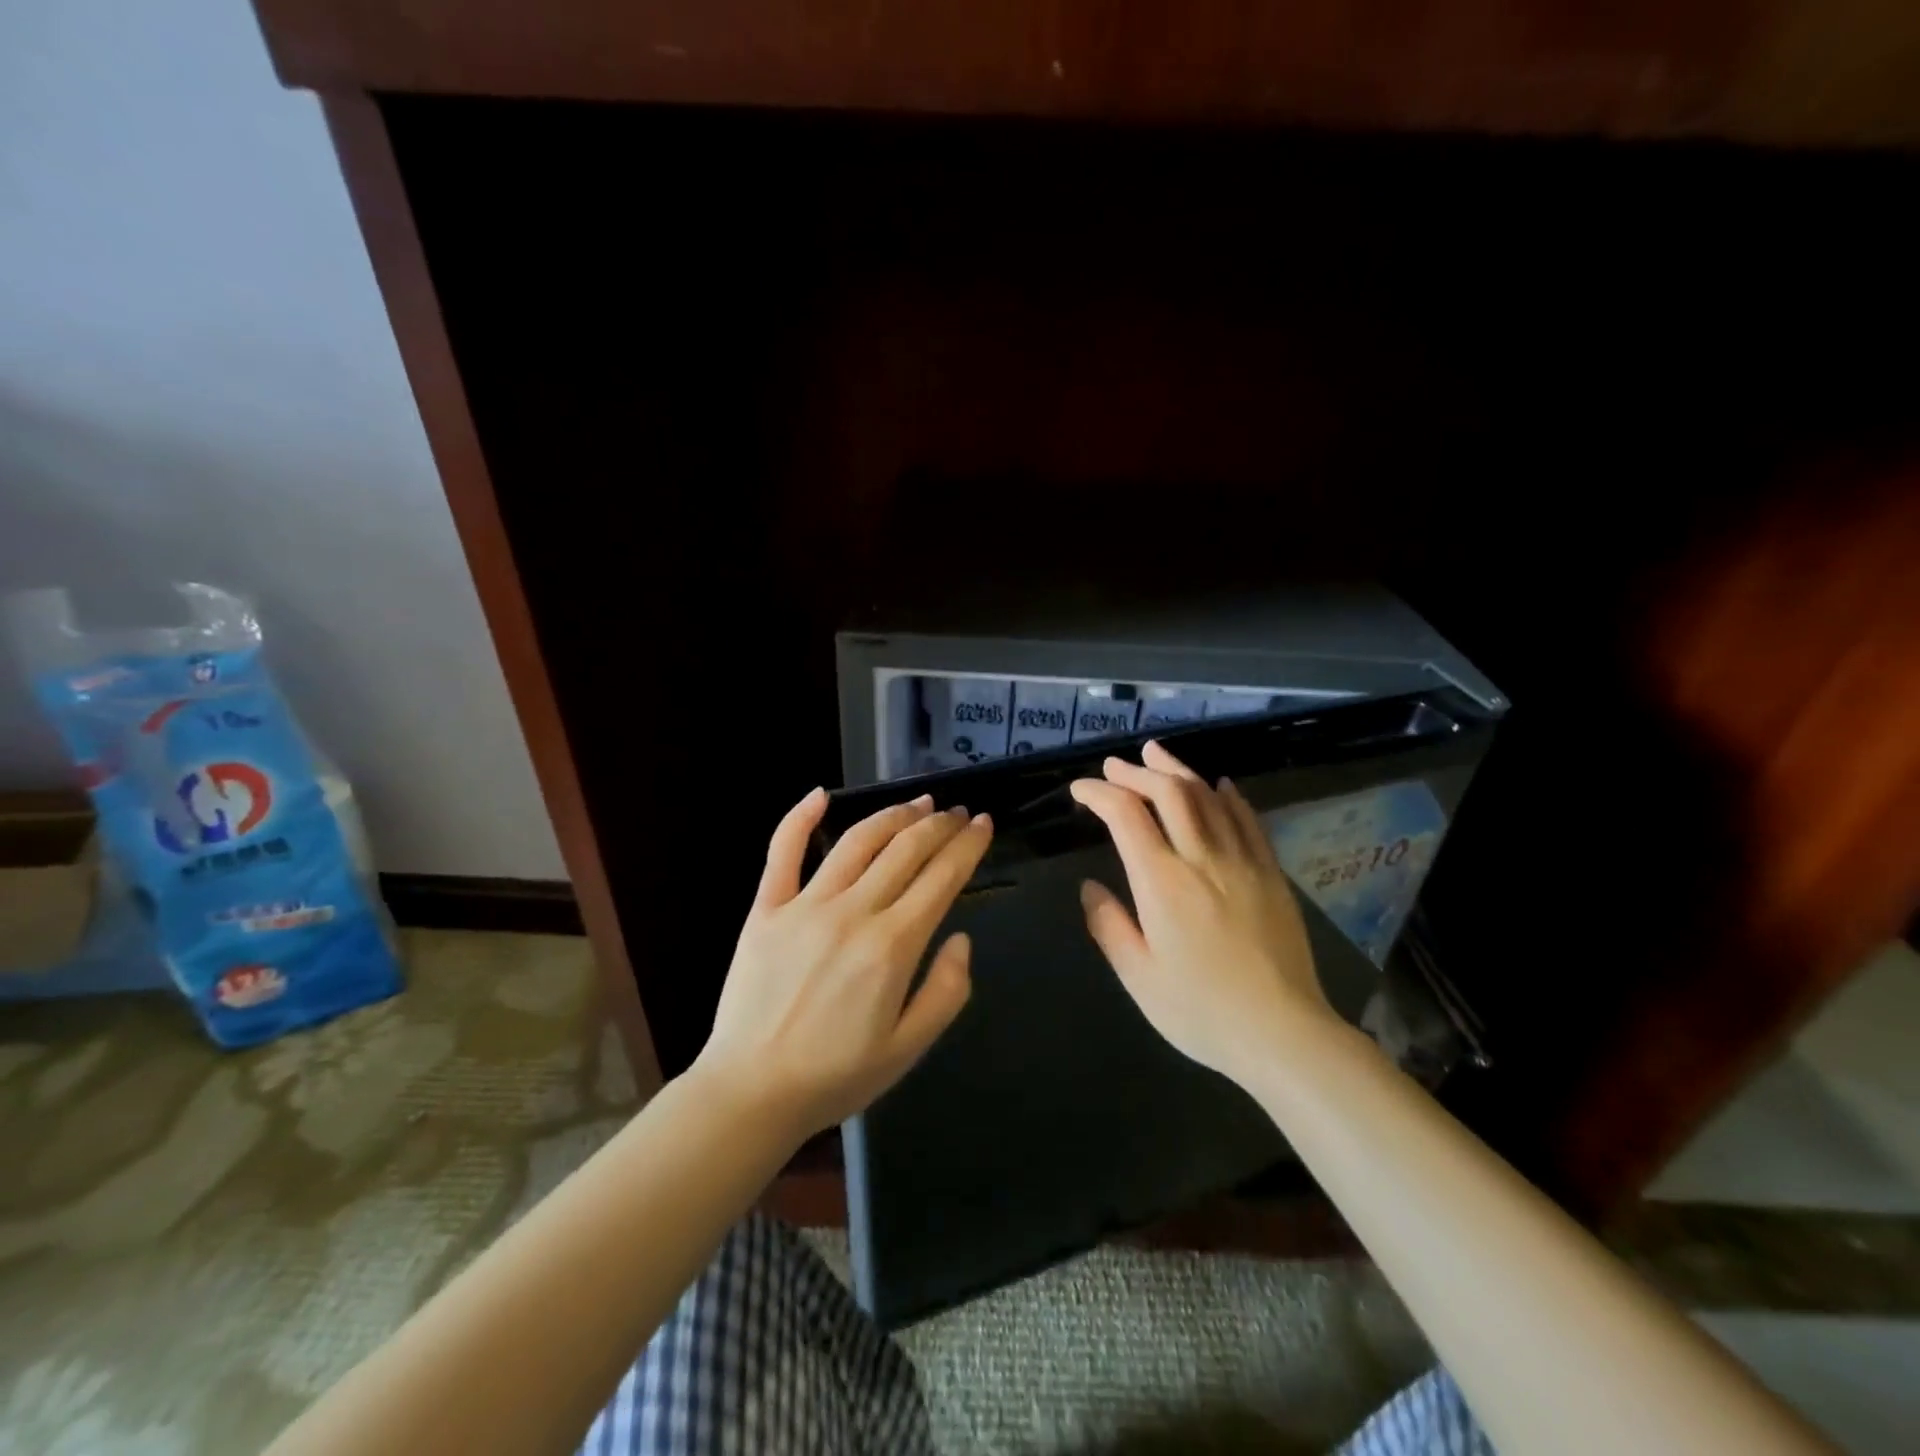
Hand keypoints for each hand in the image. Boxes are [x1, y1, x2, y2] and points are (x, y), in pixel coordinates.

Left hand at [694, 788, 992, 1140]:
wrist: (751, 1092)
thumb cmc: (836, 1076)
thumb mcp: (909, 1048)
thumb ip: (946, 991)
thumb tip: (960, 938)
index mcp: (892, 946)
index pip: (941, 878)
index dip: (968, 845)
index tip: (983, 823)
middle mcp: (853, 912)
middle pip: (905, 850)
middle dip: (938, 824)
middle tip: (956, 812)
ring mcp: (805, 905)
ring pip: (857, 842)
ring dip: (892, 814)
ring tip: (917, 802)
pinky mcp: (767, 909)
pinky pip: (783, 852)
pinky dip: (800, 818)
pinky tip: (820, 794)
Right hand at [1070, 741, 1335, 1086]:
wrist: (1283, 1034)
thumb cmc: (1201, 1011)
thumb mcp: (1139, 977)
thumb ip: (1109, 926)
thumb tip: (1091, 887)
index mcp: (1162, 882)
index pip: (1125, 815)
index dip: (1098, 793)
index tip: (1080, 790)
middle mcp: (1202, 858)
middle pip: (1168, 792)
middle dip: (1136, 771)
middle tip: (1115, 765)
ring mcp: (1242, 861)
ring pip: (1208, 796)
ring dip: (1177, 770)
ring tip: (1156, 755)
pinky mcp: (1271, 873)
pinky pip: (1248, 819)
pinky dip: (1228, 795)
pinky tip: (1218, 785)